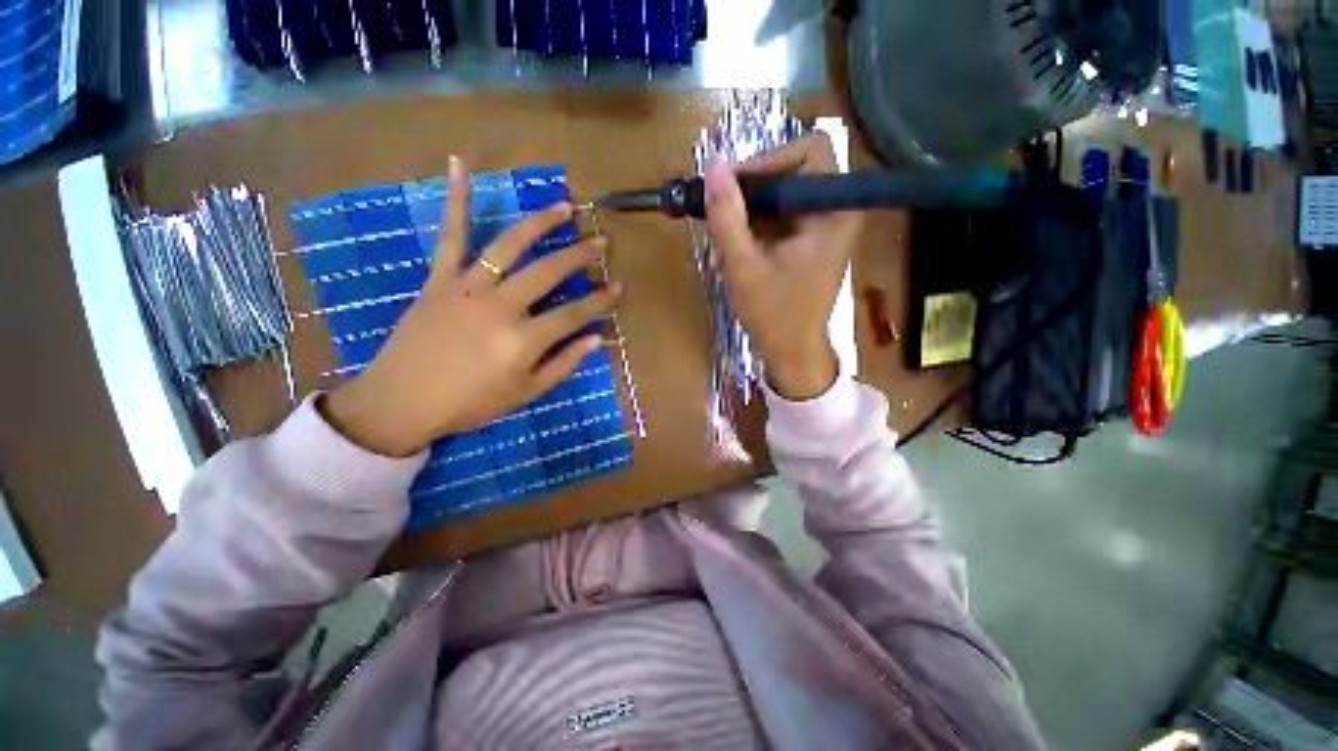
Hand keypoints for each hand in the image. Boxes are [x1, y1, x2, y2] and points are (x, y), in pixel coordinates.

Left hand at [322, 157, 618, 456]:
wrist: (402, 400)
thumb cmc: (471, 402)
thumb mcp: (526, 392)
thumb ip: (564, 364)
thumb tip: (597, 339)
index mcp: (523, 339)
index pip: (573, 314)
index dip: (600, 301)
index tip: (618, 286)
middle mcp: (501, 306)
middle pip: (548, 272)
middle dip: (579, 255)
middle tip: (600, 241)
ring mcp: (468, 287)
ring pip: (509, 245)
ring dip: (540, 223)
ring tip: (563, 207)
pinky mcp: (440, 278)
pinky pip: (450, 235)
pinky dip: (455, 200)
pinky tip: (459, 164)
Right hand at [704, 133, 862, 399]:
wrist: (793, 351)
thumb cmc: (774, 314)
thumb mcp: (743, 266)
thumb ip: (727, 217)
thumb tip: (713, 167)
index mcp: (833, 211)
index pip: (807, 150)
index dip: (766, 160)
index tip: (731, 187)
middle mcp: (836, 209)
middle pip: (792, 171)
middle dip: (751, 191)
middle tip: (719, 213)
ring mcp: (824, 225)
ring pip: (781, 195)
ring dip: (747, 214)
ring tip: (721, 244)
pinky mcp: (810, 240)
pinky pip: (780, 217)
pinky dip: (754, 229)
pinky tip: (733, 253)